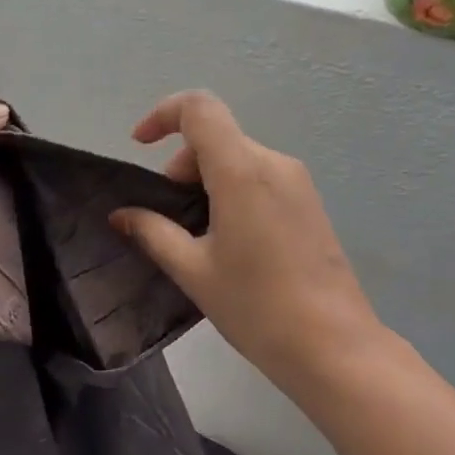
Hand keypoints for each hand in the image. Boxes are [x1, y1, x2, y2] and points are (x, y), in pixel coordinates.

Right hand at [110, 91, 382, 396]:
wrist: (333, 346)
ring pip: (238, 158)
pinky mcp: (309, 203)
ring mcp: (298, 182)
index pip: (199, 108)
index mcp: (242, 171)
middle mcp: (274, 164)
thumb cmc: (255, 307)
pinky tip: (229, 240)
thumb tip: (122, 216)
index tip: (140, 146)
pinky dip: (232, 191)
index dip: (163, 115)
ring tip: (197, 235)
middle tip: (168, 216)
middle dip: (181, 165)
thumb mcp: (193, 271)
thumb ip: (153, 233)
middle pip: (216, 137)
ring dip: (205, 180)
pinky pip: (260, 178)